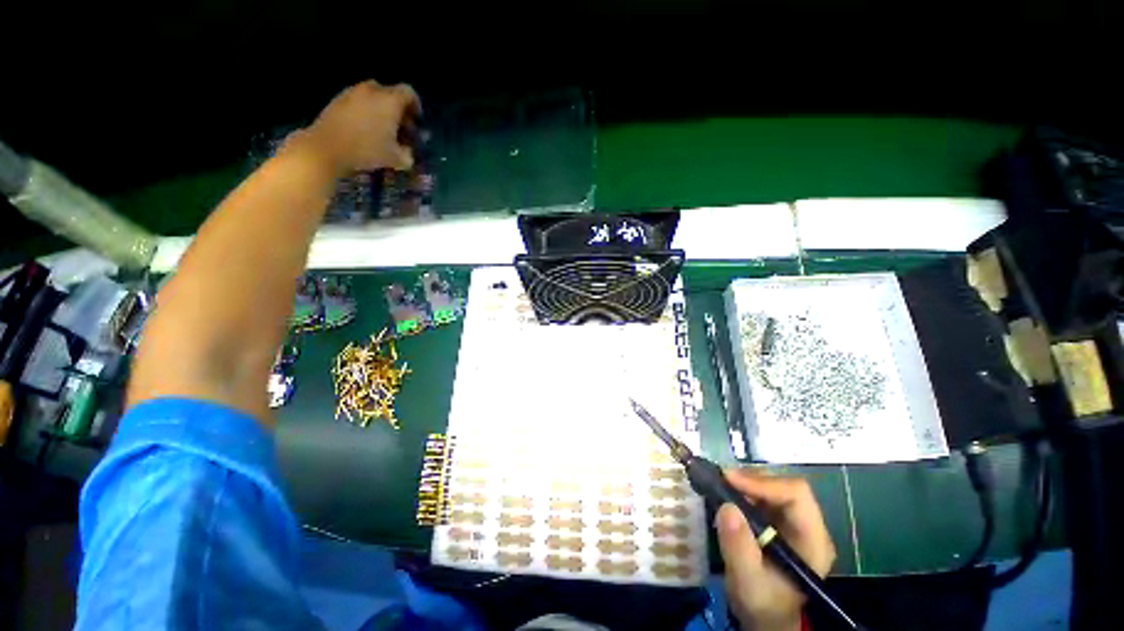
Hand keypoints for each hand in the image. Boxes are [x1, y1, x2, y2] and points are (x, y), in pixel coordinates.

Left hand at [295, 80, 420, 176]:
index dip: (416, 106)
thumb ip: (408, 153)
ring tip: (381, 129)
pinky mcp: (338, 100)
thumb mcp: (397, 159)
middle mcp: (372, 90)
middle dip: (397, 108)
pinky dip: (365, 111)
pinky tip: (364, 129)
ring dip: (380, 109)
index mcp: (391, 101)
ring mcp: (352, 92)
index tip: (416, 120)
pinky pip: (358, 101)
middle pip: (390, 93)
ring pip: (373, 96)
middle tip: (399, 126)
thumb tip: (409, 151)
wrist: (328, 148)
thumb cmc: (368, 150)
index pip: (409, 93)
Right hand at [716, 470, 835, 630]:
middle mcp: (809, 526)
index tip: (729, 480)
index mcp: (813, 541)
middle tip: (720, 481)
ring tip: (720, 488)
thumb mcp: (748, 582)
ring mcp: (795, 523)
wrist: (767, 617)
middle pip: (784, 487)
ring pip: (772, 488)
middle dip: (751, 481)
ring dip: (745, 484)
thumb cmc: (763, 605)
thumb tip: (727, 508)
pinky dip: (743, 492)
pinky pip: (763, 496)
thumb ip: (739, 549)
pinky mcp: (779, 522)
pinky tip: (727, 498)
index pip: (796, 495)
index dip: (763, 482)